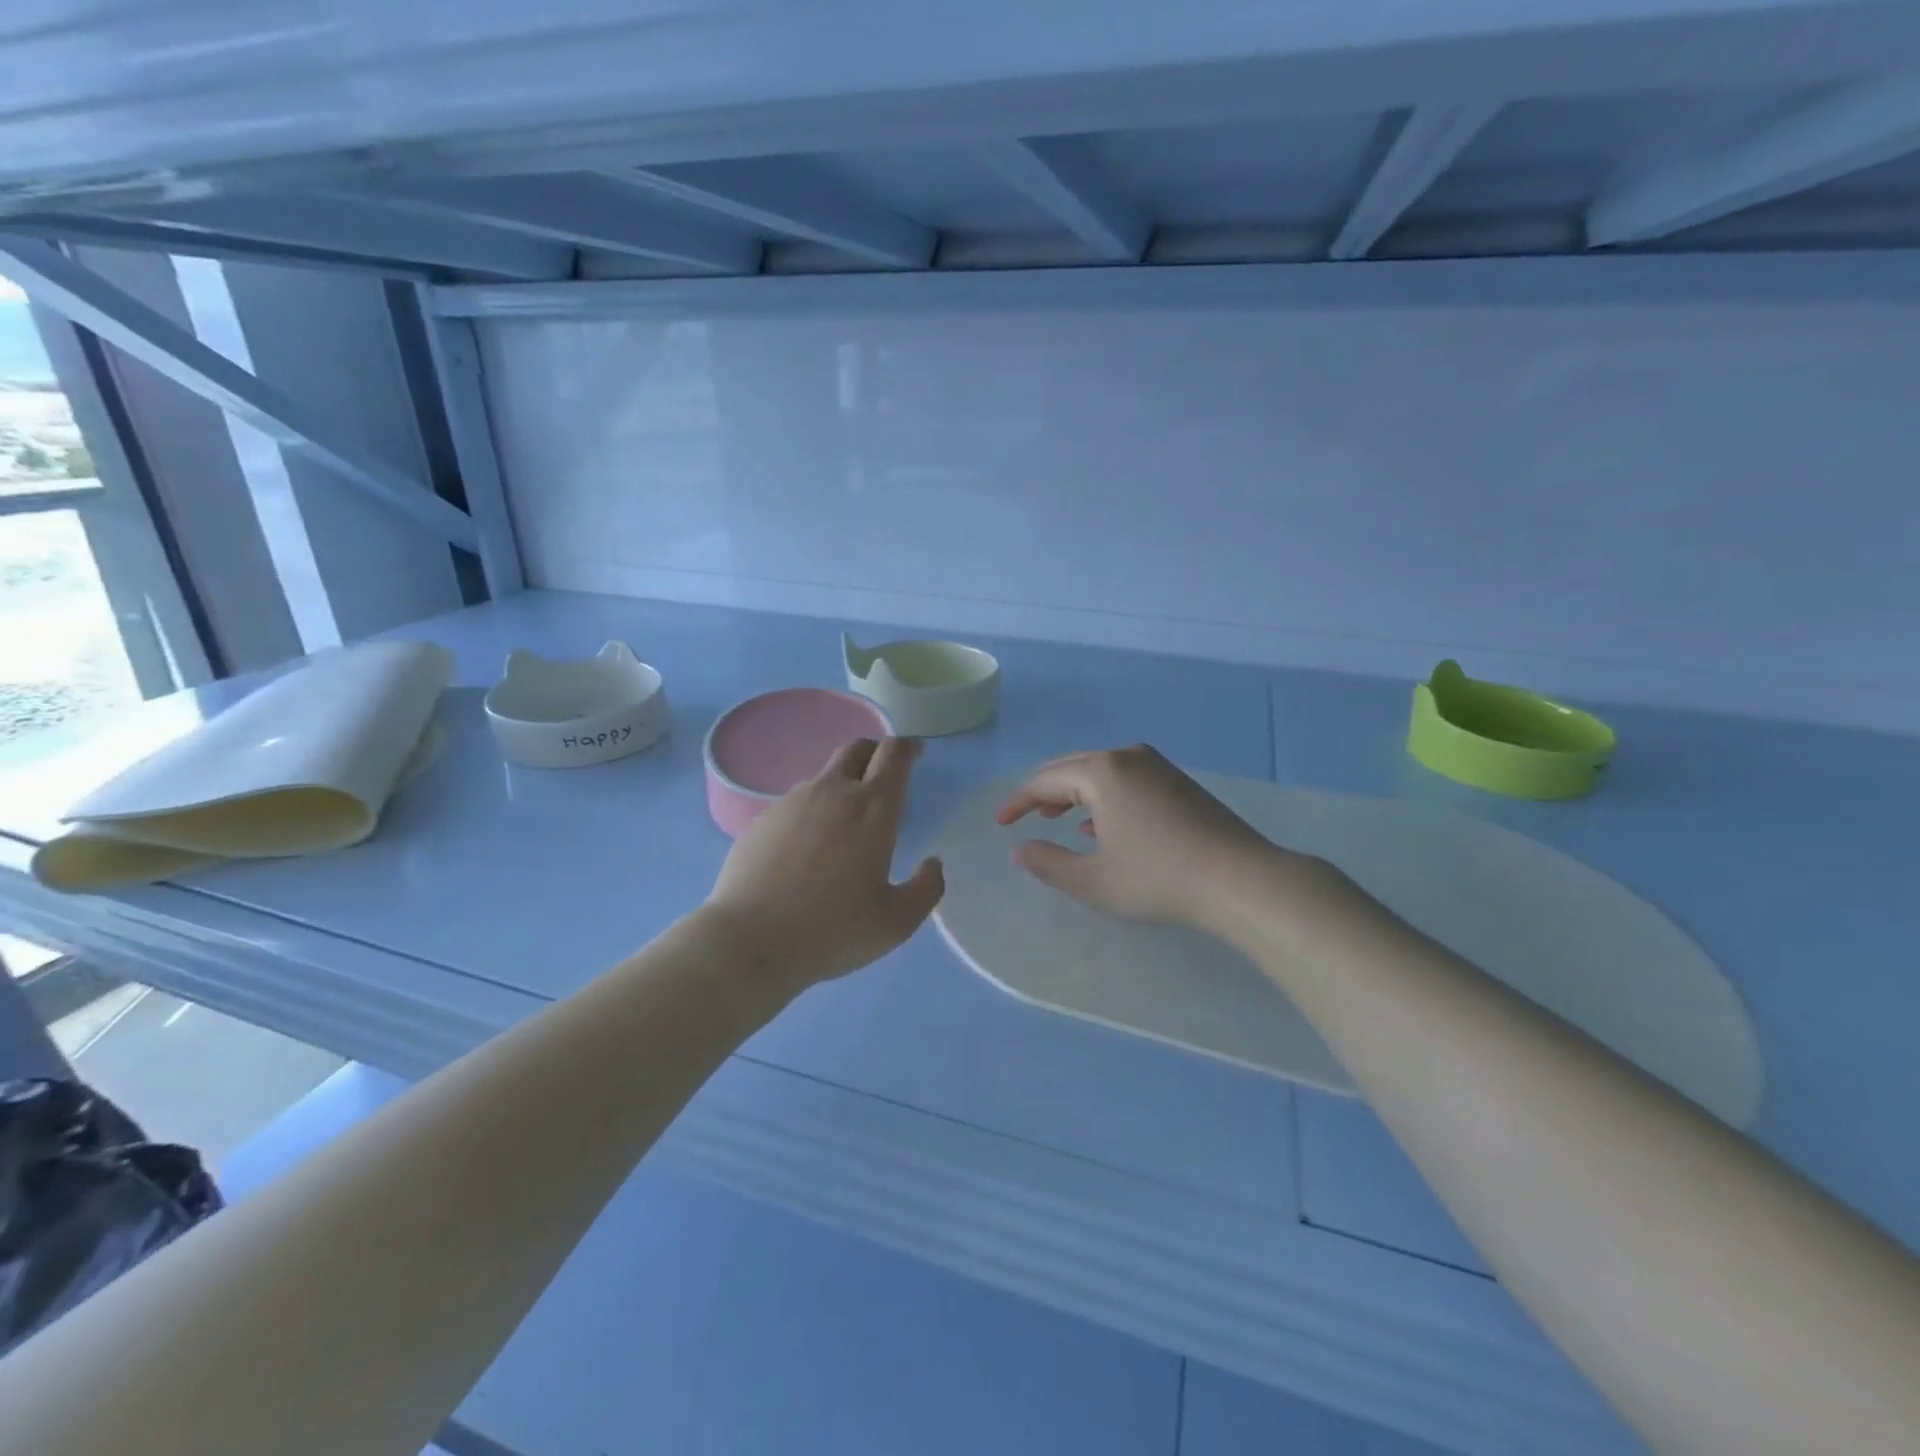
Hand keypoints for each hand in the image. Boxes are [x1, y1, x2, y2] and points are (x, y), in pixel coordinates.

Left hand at [704, 737, 944, 992]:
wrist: (749, 941)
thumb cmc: (831, 930)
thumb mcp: (896, 922)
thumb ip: (926, 889)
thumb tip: (932, 864)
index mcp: (872, 809)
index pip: (894, 754)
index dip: (908, 748)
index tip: (915, 756)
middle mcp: (832, 792)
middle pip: (857, 748)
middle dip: (875, 752)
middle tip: (884, 776)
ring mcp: (792, 802)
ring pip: (824, 777)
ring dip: (841, 787)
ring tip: (844, 826)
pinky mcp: (762, 819)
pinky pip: (795, 804)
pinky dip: (811, 813)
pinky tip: (806, 851)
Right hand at [996, 745, 1295, 934]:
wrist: (1240, 880)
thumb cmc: (1158, 879)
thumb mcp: (1093, 881)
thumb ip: (1049, 863)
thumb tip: (1021, 850)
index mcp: (1102, 772)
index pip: (1045, 780)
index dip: (1018, 801)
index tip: (1001, 822)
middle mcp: (1128, 757)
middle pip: (1072, 768)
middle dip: (1044, 792)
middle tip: (1024, 816)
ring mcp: (1158, 767)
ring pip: (1101, 773)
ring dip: (1074, 794)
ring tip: (1057, 819)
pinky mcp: (1179, 782)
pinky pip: (1126, 780)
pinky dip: (1104, 798)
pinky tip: (1102, 826)